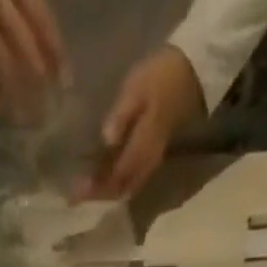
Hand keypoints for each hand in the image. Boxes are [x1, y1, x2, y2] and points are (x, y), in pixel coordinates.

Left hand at [78, 45, 204, 201]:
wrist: (190, 71)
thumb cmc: (161, 76)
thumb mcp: (137, 88)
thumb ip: (121, 116)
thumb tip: (106, 140)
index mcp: (143, 147)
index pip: (117, 177)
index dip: (96, 187)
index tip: (76, 191)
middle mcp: (147, 162)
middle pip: (121, 189)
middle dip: (99, 195)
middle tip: (76, 196)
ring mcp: (151, 161)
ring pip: (127, 187)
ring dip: (107, 192)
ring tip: (86, 189)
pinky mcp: (151, 156)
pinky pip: (132, 178)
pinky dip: (116, 183)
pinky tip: (103, 177)